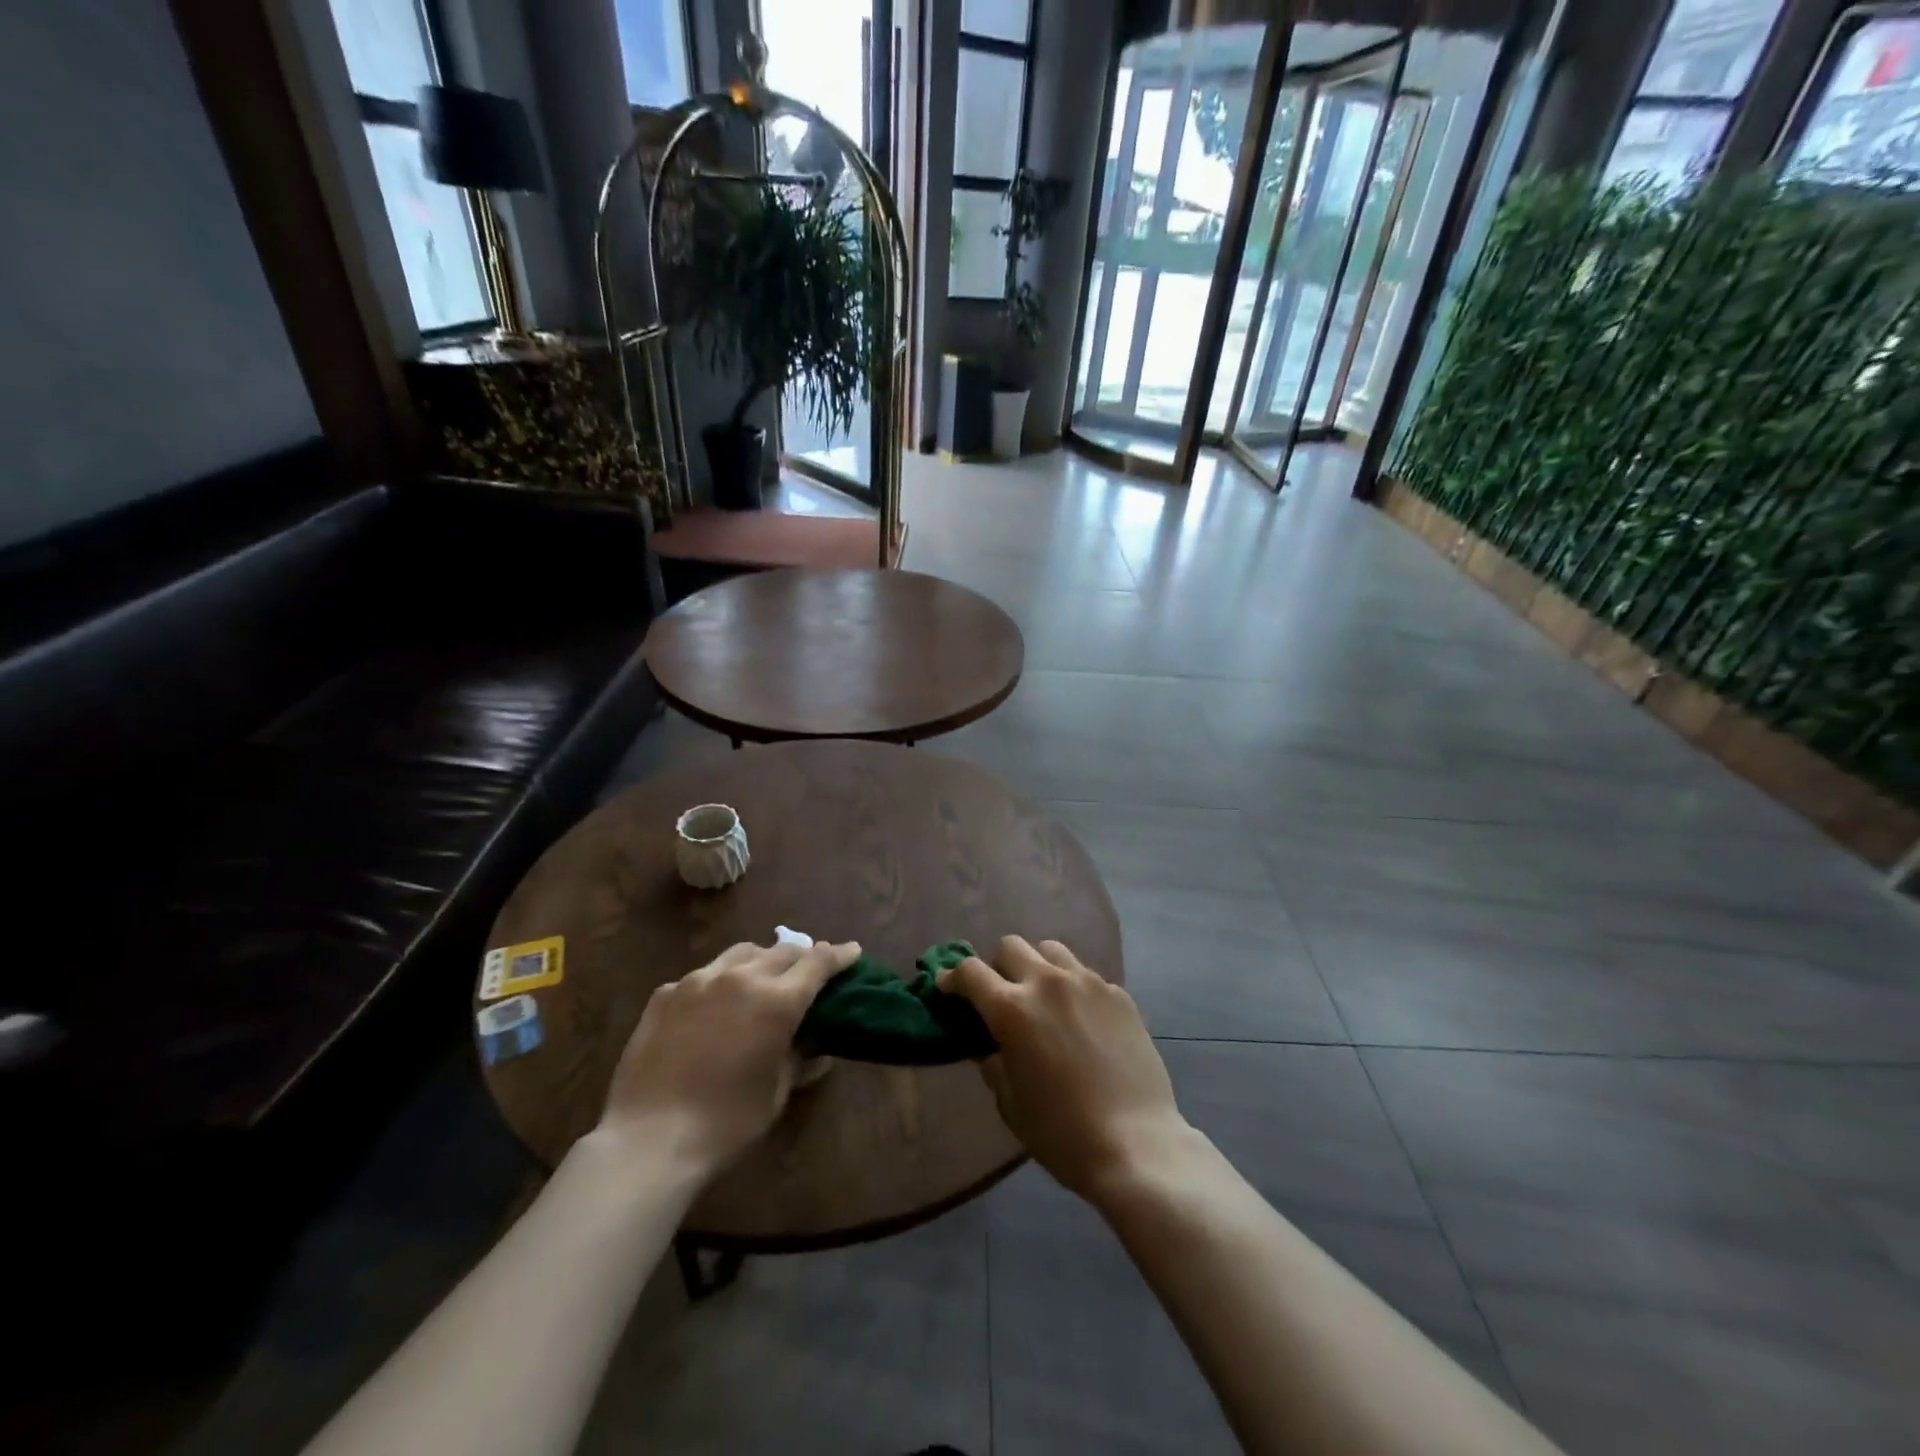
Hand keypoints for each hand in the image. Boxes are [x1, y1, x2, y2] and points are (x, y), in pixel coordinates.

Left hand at [598, 939, 860, 1177]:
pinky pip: (703, 976)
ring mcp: (698, 981)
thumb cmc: (726, 1123)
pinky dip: (720, 981)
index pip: (818, 963)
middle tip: (810, 968)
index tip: (852, 950)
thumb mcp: (776, 1093)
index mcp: (777, 1002)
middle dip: (802, 956)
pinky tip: (715, 1005)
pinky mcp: (666, 994)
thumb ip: (799, 1059)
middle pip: (782, 950)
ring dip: (762, 960)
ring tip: (763, 976)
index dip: (839, 954)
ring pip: (742, 953)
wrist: (649, 1140)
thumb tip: (815, 1046)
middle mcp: (741, 978)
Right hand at [938, 935, 1193, 1204]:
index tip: (947, 986)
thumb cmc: (1062, 1133)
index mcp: (1012, 1010)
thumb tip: (988, 1042)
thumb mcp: (1010, 1103)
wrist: (1136, 1144)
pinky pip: (1086, 975)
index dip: (953, 977)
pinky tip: (1081, 1019)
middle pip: (1011, 946)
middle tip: (1001, 995)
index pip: (971, 972)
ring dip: (1037, 966)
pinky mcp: (1119, 993)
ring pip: (1051, 950)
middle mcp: (1047, 983)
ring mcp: (1088, 983)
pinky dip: (1073, 987)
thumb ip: (993, 1061)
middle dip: (997, 966)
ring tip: (1043, 997)